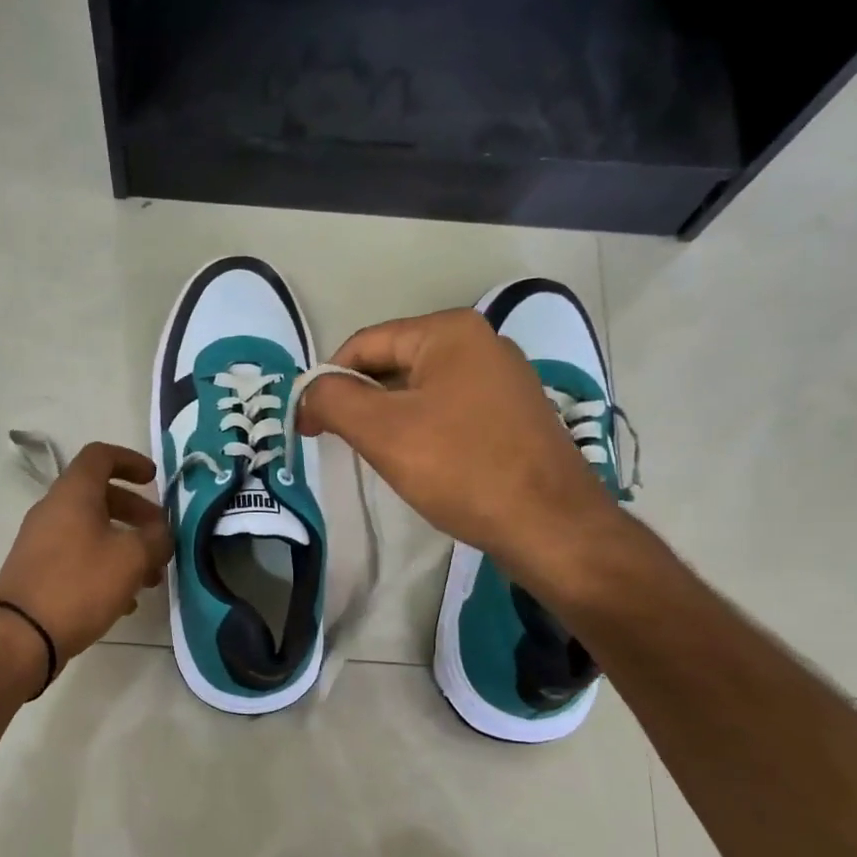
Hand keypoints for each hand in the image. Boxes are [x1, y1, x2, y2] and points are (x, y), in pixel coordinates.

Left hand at [0, 442, 173, 664]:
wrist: (21, 636)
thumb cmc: (80, 585)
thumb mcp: (131, 558)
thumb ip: (156, 539)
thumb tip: (161, 534)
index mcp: (73, 494)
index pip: (100, 456)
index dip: (130, 460)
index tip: (153, 479)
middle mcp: (53, 510)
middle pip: (99, 496)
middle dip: (136, 512)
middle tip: (160, 535)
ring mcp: (41, 542)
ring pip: (91, 530)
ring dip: (124, 545)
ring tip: (150, 578)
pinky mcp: (38, 571)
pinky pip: (78, 556)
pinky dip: (105, 566)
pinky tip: (125, 601)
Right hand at [297, 310, 615, 584]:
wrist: (550, 525)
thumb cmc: (461, 468)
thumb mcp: (382, 431)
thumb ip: (333, 399)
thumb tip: (308, 392)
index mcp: (449, 332)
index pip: (364, 344)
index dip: (327, 382)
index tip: (307, 428)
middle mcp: (481, 343)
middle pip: (393, 364)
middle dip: (360, 402)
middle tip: (341, 445)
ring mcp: (502, 380)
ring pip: (420, 391)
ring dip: (389, 420)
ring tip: (379, 458)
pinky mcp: (512, 415)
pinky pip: (449, 411)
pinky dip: (422, 431)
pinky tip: (420, 465)